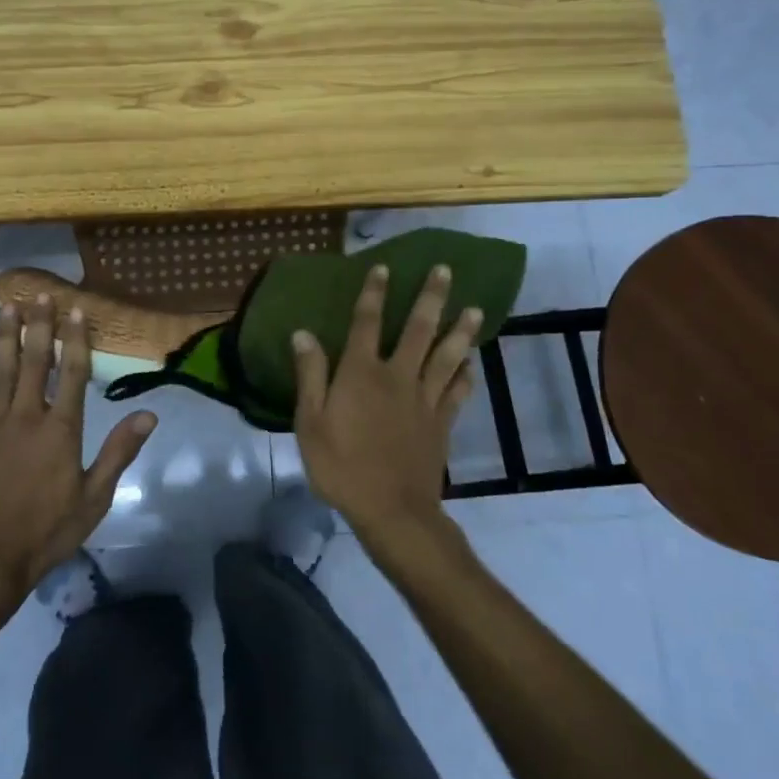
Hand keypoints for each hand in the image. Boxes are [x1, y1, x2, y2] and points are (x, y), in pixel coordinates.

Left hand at [0, 293, 156, 615]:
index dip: (75, 338)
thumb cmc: (46, 531)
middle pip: (33, 361)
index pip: (71, 373)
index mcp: (60, 430)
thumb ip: (119, 452)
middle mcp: (26, 417)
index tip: (76, 309)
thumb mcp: (93, 498)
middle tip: (38, 293)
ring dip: (4, 335)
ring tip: (6, 306)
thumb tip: (149, 415)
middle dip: (37, 325)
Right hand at [291, 264, 478, 547]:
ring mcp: (424, 399)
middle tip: (446, 271)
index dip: (374, 293)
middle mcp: (397, 376)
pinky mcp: (441, 422)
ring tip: (475, 308)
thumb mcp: (310, 422)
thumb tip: (303, 333)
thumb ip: (310, 375)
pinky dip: (466, 374)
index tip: (384, 267)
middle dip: (431, 297)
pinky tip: (471, 363)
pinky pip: (458, 391)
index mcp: (362, 373)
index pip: (367, 322)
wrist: (392, 510)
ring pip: (447, 356)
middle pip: (419, 329)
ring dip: (461, 330)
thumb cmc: (342, 466)